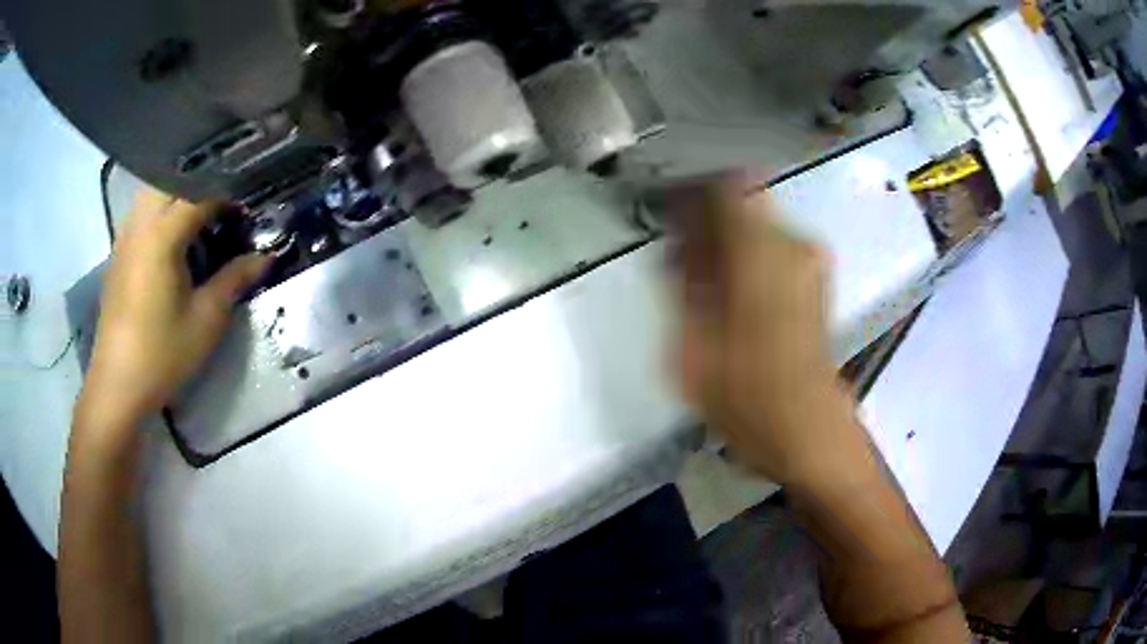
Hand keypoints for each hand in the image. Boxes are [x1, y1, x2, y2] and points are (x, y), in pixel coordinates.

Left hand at [79, 188, 269, 430]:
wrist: (118, 385)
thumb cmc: (163, 353)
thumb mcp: (206, 320)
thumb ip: (235, 279)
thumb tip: (265, 256)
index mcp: (162, 235)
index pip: (200, 193)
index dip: (228, 197)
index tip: (247, 212)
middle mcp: (140, 225)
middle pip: (171, 180)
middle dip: (200, 186)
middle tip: (221, 210)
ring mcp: (125, 238)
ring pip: (152, 193)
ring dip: (177, 197)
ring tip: (197, 221)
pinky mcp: (118, 255)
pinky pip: (141, 215)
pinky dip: (160, 214)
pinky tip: (171, 242)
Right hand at [669, 172, 864, 485]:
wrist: (807, 428)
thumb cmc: (747, 395)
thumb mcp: (693, 343)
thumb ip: (684, 280)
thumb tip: (681, 242)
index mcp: (761, 253)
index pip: (722, 187)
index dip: (689, 192)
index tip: (666, 212)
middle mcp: (793, 242)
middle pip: (740, 201)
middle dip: (705, 221)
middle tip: (679, 258)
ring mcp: (810, 258)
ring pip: (756, 222)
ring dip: (725, 239)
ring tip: (702, 280)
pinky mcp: (816, 276)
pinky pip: (772, 244)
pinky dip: (746, 254)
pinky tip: (730, 290)